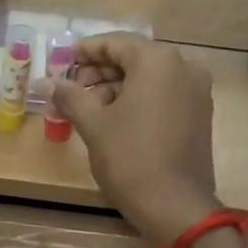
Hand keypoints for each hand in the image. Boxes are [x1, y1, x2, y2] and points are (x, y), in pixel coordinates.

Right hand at [52, 35, 220, 245]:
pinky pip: (163, 94)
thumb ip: (70, 96)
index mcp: (157, 61)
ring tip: (87, 108)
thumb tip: (48, 82)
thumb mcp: (93, 124)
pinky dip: (138, 99)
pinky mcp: (199, 114)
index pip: (116, 42)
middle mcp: (183, 67)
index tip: (62, 61)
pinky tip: (115, 119)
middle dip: (100, 71)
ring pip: (149, 78)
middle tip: (71, 88)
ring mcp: (196, 91)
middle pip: (135, 58)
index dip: (86, 50)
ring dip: (117, 86)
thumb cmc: (129, 158)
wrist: (174, 205)